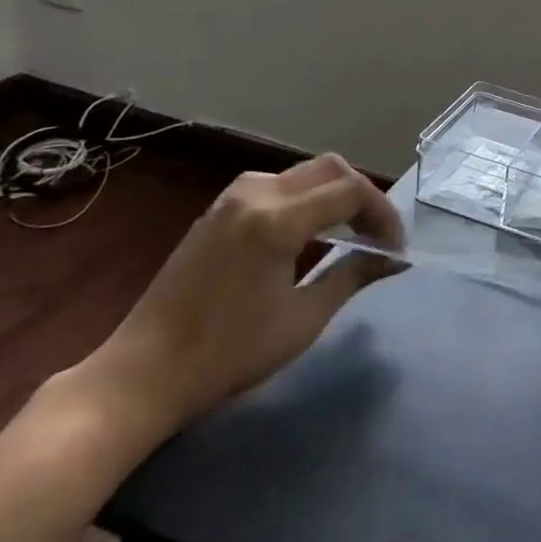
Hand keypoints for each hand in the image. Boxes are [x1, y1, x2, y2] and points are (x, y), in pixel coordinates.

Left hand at [74, 155, 405, 445]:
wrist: (144, 373)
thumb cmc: (229, 353)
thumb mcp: (303, 319)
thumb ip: (353, 276)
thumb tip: (396, 259)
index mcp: (277, 219)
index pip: (351, 191)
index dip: (383, 215)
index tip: (395, 249)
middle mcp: (256, 194)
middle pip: (330, 168)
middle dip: (363, 196)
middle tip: (378, 236)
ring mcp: (232, 197)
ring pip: (303, 173)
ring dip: (334, 193)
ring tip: (350, 232)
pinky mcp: (218, 209)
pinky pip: (276, 185)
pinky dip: (306, 198)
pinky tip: (310, 231)